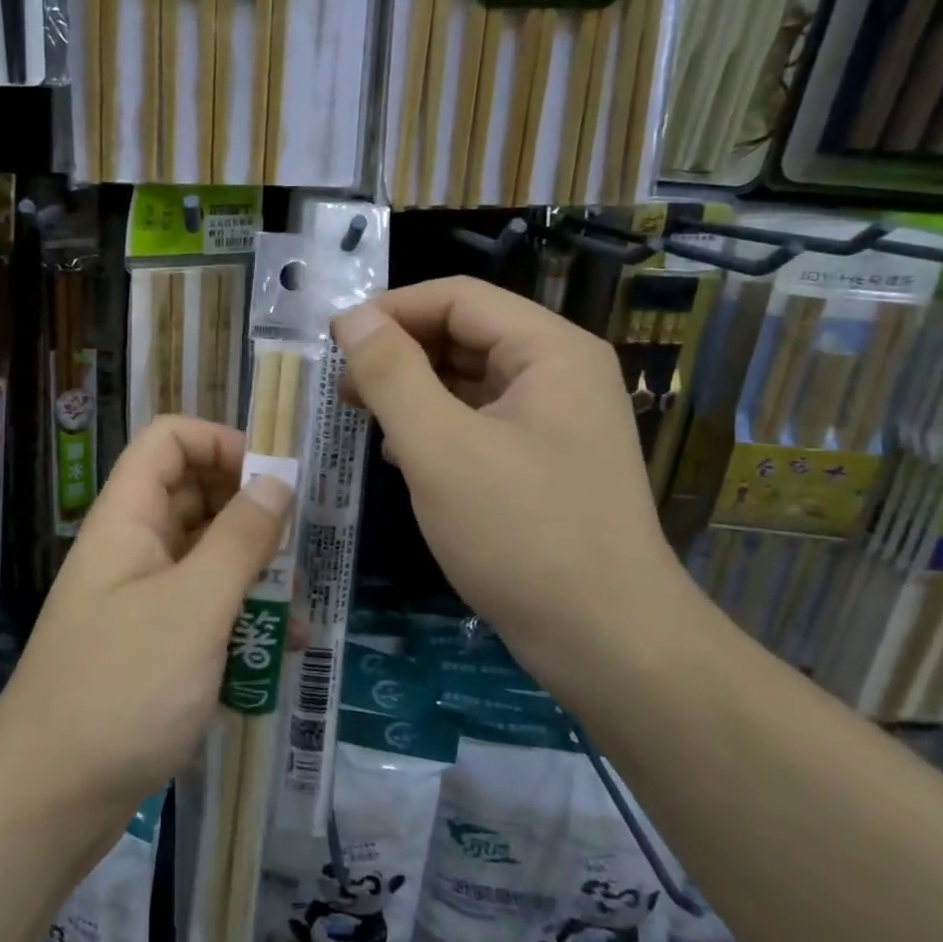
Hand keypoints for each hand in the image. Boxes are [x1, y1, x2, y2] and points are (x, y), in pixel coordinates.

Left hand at [0, 416, 290, 820]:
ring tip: (299, 609)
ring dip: (253, 574)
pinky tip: (280, 656)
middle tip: (299, 542)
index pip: (169, 440)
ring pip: (204, 558)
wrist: (47, 802)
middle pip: (192, 495)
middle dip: (249, 511)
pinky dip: (239, 622)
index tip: (275, 477)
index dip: (221, 442)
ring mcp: (139, 600)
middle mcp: (131, 549)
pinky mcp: (151, 648)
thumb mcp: (194, 607)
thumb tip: (278, 480)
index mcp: (127, 519)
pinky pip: (202, 612)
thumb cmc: (122, 689)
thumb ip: (240, 540)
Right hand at [334, 279, 688, 672]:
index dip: (390, 310)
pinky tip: (402, 456)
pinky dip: (436, 427)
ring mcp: (556, 421)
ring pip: (469, 381)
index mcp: (549, 350)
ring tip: (364, 417)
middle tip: (342, 387)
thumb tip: (352, 318)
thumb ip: (391, 374)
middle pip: (465, 334)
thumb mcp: (440, 447)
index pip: (457, 298)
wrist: (608, 643)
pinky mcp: (544, 463)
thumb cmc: (521, 533)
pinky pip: (479, 422)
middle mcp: (560, 374)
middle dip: (399, 352)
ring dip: (413, 391)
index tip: (333, 341)